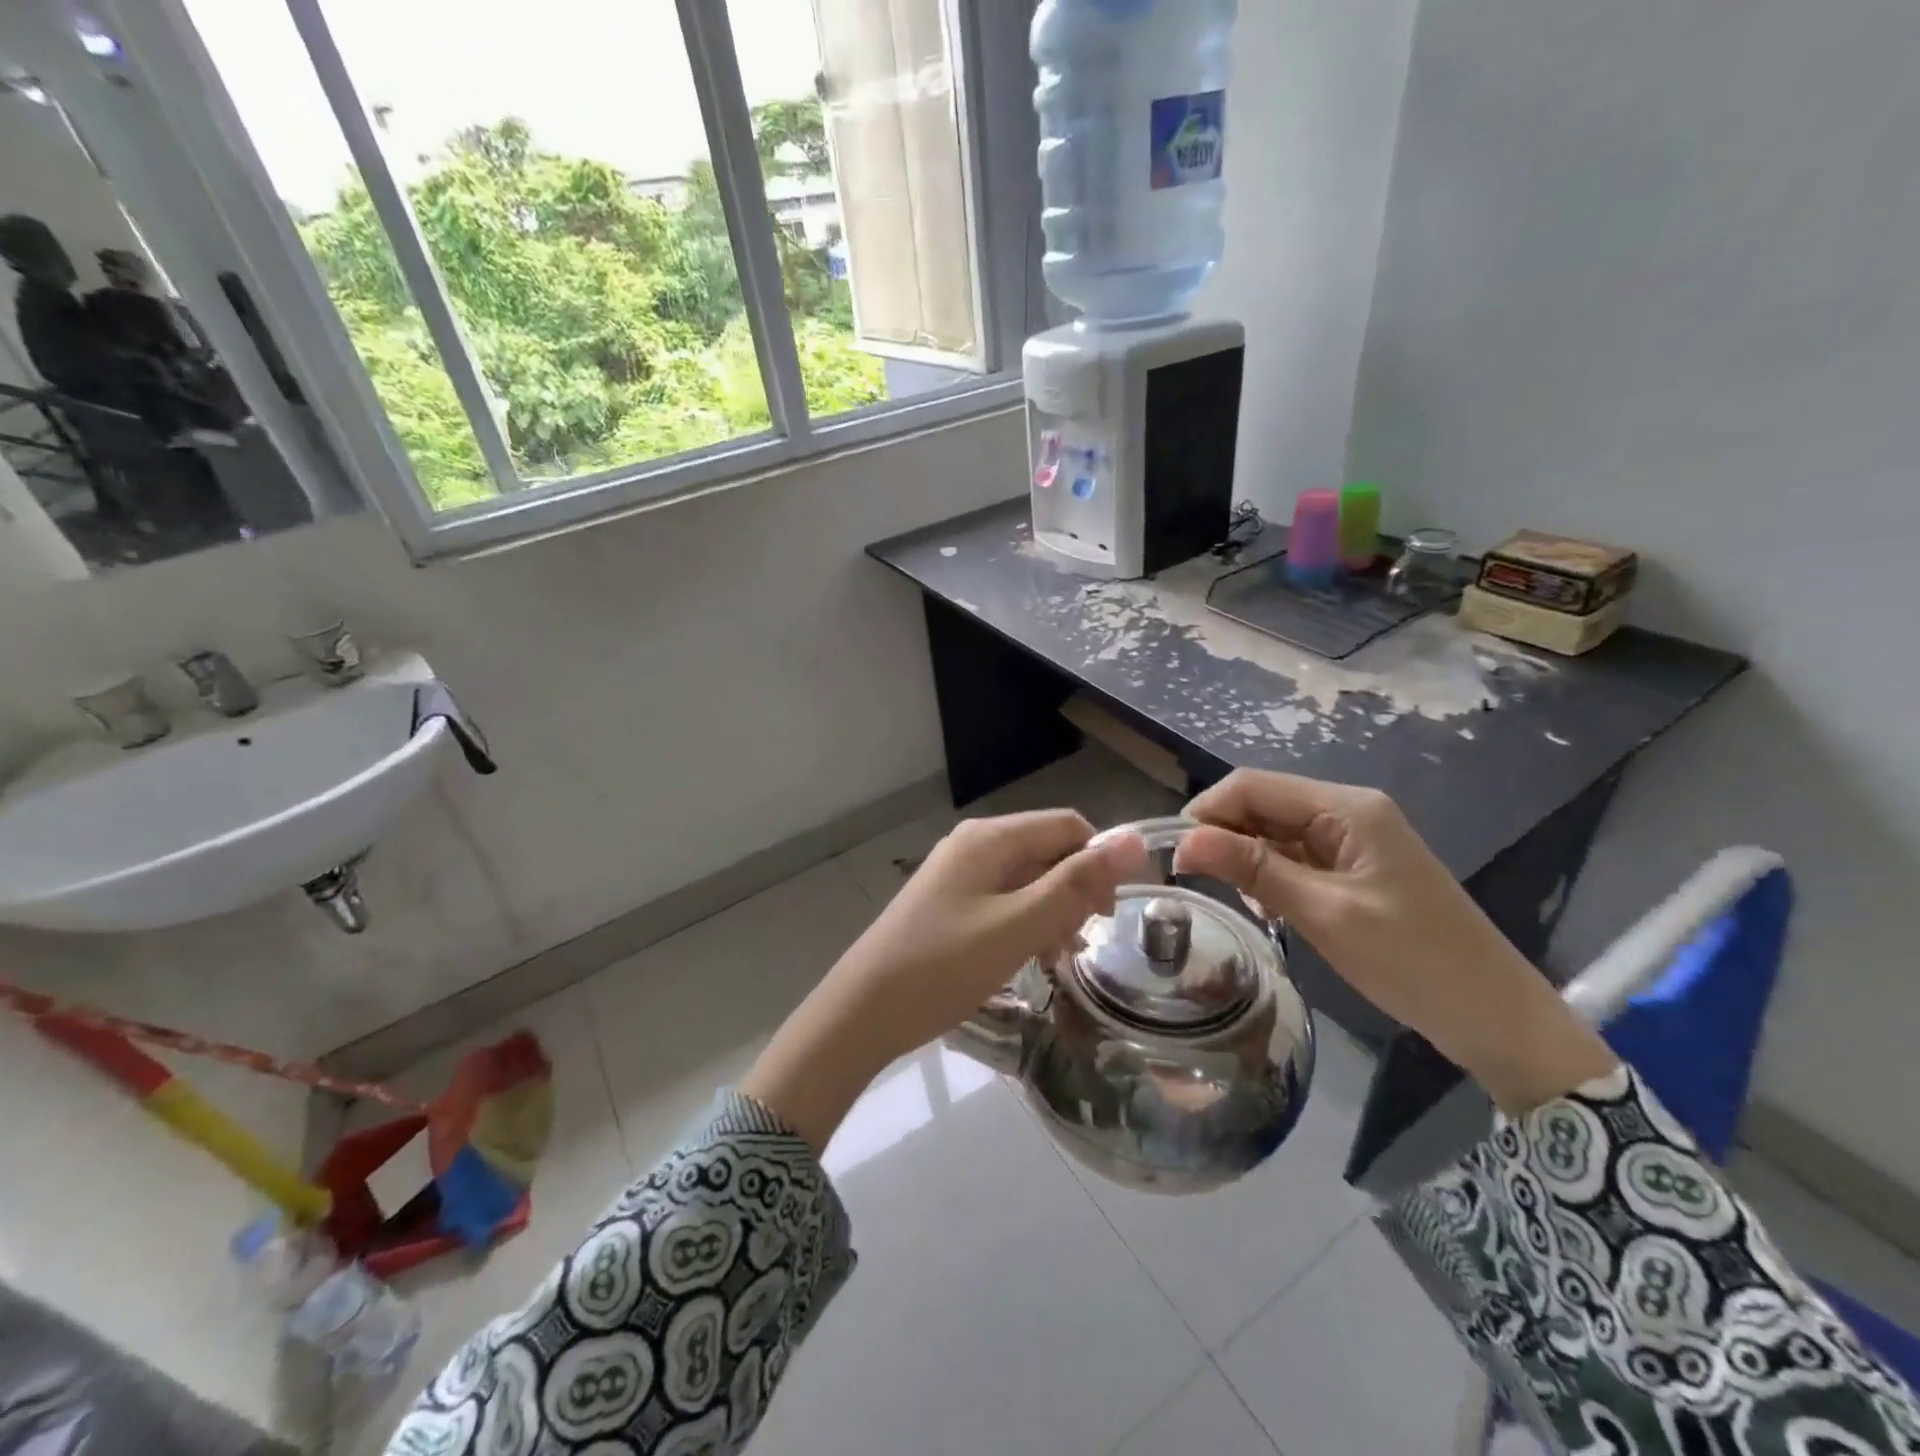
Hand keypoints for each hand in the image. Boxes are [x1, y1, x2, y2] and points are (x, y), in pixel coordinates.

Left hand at [743, 812, 1147, 1149]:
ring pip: (1028, 878)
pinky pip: (1004, 899)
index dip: (1100, 863)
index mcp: (991, 838)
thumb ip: (1076, 884)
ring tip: (1051, 957)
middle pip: (1048, 850)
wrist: (863, 1012)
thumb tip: (1134, 839)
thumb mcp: (1018, 927)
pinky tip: (1025, 958)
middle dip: (1073, 891)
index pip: (1069, 826)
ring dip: (1051, 911)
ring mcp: (958, 873)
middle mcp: (974, 844)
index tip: (1111, 916)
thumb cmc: (943, 966)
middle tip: (1075, 943)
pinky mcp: (949, 902)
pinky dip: (1024, 923)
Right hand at [1173, 771, 1616, 1113]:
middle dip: (1223, 834)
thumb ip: (1253, 869)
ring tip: (1235, 899)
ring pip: (1274, 830)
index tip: (1174, 854)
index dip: (1206, 811)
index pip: (1253, 785)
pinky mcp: (1354, 866)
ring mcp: (1353, 838)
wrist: (1495, 1016)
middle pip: (1262, 803)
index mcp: (1346, 807)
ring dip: (1244, 856)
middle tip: (1196, 881)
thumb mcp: (1323, 913)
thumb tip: (1184, 840)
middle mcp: (1347, 810)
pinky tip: (1266, 905)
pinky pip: (1294, 854)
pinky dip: (1269, 873)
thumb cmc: (1412, 961)